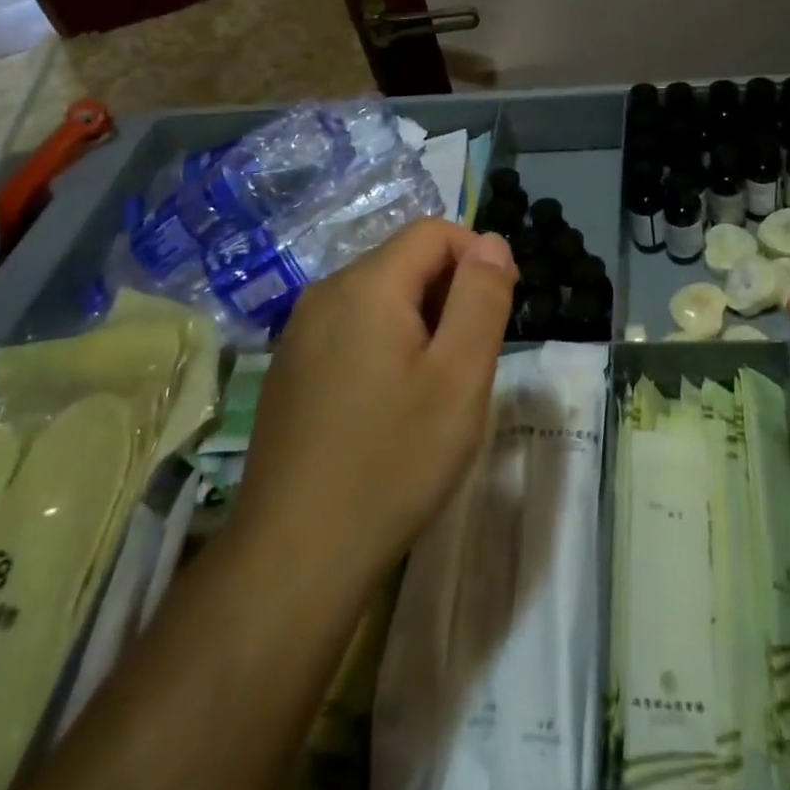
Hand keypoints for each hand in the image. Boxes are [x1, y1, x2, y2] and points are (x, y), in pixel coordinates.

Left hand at [232, 219, 516, 583]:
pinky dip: (387, 345)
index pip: (434, 231)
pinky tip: (392, 405)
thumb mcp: (460, 376)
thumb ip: (482, 297)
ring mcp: (299, 334)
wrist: (294, 558)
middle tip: (471, 361)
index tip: (499, 311)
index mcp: (366, 285)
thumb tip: (492, 241)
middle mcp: (325, 294)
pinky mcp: (290, 370)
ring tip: (436, 387)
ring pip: (380, 297)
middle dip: (451, 293)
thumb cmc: (392, 460)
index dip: (478, 257)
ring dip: (422, 322)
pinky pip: (352, 330)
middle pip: (405, 261)